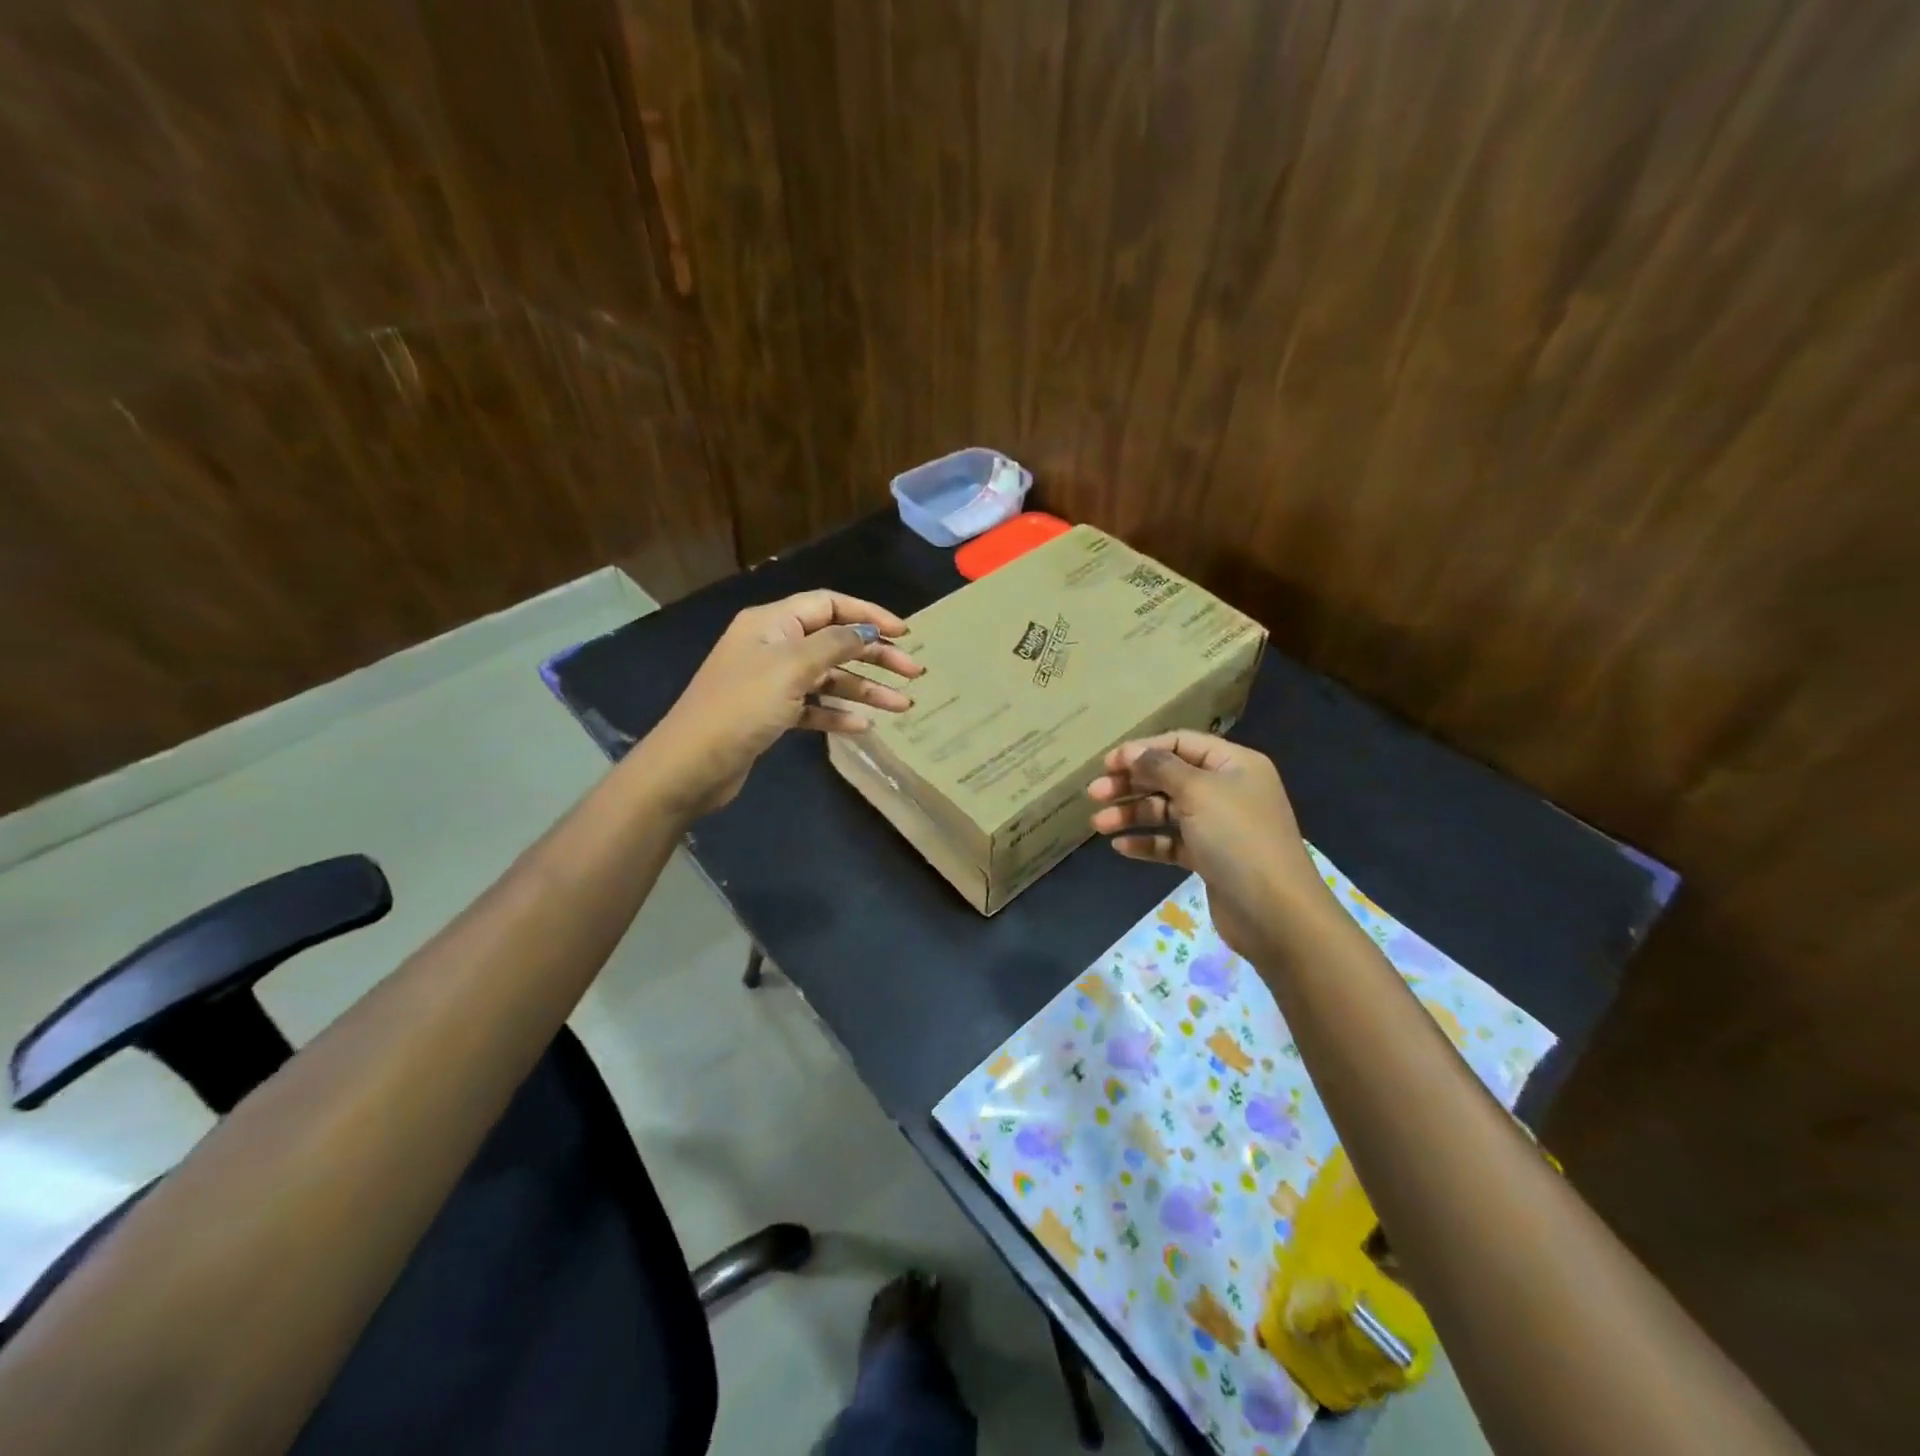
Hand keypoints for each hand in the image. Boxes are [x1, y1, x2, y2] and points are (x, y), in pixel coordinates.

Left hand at [646, 590, 924, 816]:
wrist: (691, 765)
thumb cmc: (741, 707)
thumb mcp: (791, 668)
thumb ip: (835, 644)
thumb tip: (868, 631)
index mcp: (772, 623)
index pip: (829, 605)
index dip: (869, 615)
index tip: (904, 634)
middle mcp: (773, 646)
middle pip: (835, 642)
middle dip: (876, 656)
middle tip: (914, 673)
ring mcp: (772, 682)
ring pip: (829, 678)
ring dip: (865, 690)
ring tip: (903, 706)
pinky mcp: (771, 715)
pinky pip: (814, 707)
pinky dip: (838, 713)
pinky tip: (863, 726)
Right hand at [1087, 731, 1323, 958]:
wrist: (1275, 913)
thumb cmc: (1237, 838)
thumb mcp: (1198, 792)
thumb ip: (1161, 767)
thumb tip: (1134, 751)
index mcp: (1234, 764)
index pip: (1181, 743)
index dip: (1143, 750)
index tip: (1108, 763)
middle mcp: (1227, 790)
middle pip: (1169, 777)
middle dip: (1131, 783)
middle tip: (1094, 793)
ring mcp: (1219, 826)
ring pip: (1167, 811)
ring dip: (1132, 814)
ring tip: (1099, 824)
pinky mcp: (1210, 858)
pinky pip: (1172, 842)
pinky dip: (1147, 842)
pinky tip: (1121, 847)